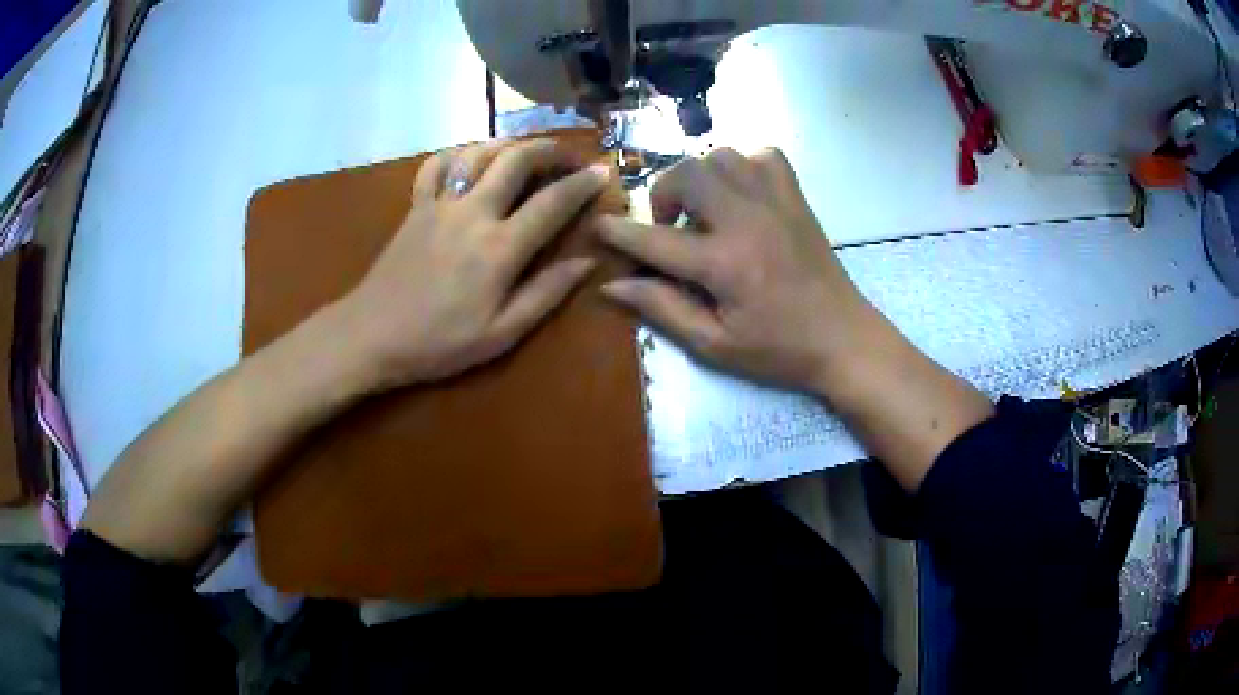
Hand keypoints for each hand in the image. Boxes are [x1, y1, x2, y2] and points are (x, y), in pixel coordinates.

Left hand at [332, 139, 611, 390]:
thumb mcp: (501, 333)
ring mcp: (439, 204)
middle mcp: (472, 212)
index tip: (602, 172)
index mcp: (499, 248)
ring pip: (479, 152)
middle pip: (517, 159)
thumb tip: (587, 261)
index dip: (582, 184)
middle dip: (549, 149)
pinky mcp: (416, 205)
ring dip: (509, 145)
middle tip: (568, 156)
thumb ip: (546, 293)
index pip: (552, 202)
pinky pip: (437, 164)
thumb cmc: (439, 343)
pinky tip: (471, 161)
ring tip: (527, 153)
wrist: (372, 335)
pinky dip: (459, 154)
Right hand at [596, 147, 882, 394]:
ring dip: (700, 177)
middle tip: (669, 227)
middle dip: (663, 194)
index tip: (598, 225)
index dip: (619, 232)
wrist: (843, 339)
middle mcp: (747, 220)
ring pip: (721, 156)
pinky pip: (764, 156)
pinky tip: (741, 194)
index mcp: (724, 263)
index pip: (655, 239)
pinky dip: (744, 166)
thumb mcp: (714, 344)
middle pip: (686, 174)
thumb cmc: (778, 350)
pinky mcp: (797, 198)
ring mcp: (776, 202)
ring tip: (703, 210)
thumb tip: (613, 285)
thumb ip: (662, 308)